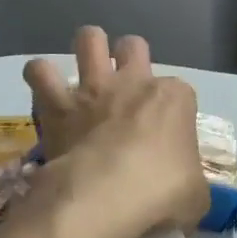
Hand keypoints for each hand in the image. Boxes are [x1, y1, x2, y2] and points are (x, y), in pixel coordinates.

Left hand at [22, 27, 209, 237]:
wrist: (105, 198)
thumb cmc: (161, 192)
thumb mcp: (196, 196)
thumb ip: (192, 186)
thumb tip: (185, 195)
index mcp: (175, 99)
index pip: (181, 91)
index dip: (174, 111)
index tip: (168, 135)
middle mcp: (135, 83)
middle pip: (134, 46)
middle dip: (129, 57)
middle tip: (126, 86)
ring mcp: (95, 89)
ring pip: (89, 40)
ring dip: (86, 51)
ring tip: (84, 72)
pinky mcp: (57, 104)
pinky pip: (40, 72)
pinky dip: (41, 78)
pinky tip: (45, 93)